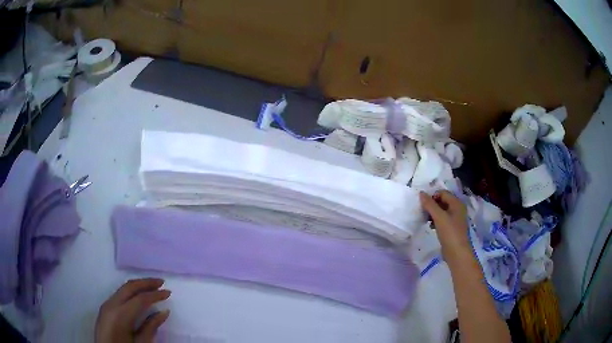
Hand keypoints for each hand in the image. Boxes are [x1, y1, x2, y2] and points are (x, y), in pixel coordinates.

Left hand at [95, 278, 170, 342]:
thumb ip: (151, 327)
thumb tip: (164, 312)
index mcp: (121, 315)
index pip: (140, 299)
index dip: (155, 294)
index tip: (168, 292)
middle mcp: (111, 304)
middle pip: (129, 287)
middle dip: (146, 282)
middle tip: (161, 282)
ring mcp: (106, 304)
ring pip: (123, 288)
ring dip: (138, 285)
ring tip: (152, 286)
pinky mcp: (105, 307)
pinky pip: (119, 294)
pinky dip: (131, 291)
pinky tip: (138, 295)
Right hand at [419, 190, 470, 260]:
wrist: (457, 252)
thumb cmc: (450, 232)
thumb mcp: (439, 217)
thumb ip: (430, 204)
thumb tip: (421, 193)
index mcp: (456, 203)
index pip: (443, 193)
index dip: (432, 196)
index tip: (423, 205)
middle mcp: (457, 208)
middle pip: (442, 201)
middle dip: (432, 205)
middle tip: (423, 212)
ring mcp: (455, 218)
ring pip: (442, 210)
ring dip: (433, 213)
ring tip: (426, 220)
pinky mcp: (452, 227)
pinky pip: (443, 219)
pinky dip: (436, 220)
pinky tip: (431, 226)